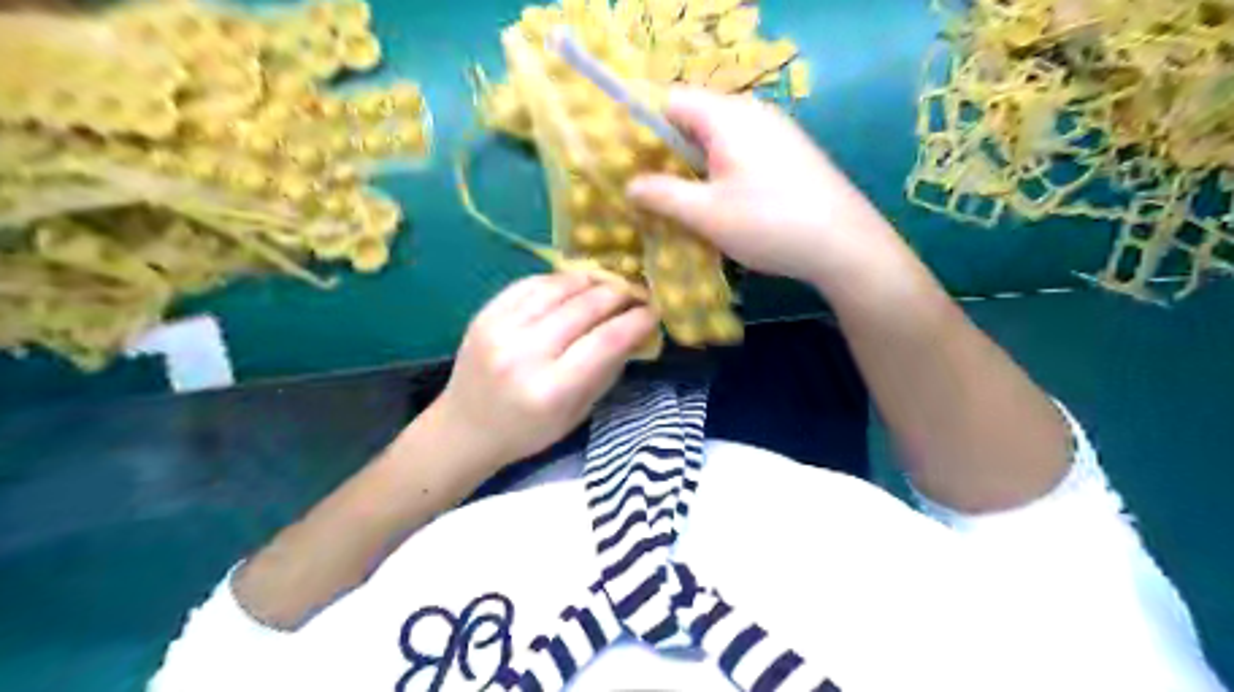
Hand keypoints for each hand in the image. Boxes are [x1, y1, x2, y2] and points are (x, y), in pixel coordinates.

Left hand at [431, 270, 654, 469]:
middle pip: (584, 308)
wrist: (465, 428)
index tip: (654, 311)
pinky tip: (574, 284)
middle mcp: (524, 355)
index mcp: (550, 390)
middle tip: (637, 292)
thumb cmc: (528, 431)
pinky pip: (530, 284)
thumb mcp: (577, 413)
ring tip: (610, 283)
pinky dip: (559, 280)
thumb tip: (636, 331)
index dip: (636, 321)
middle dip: (619, 294)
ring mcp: (499, 329)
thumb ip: (606, 371)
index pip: (605, 342)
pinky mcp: (484, 314)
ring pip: (558, 287)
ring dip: (591, 280)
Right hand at [631, 87, 920, 292]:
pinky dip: (720, 172)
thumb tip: (630, 185)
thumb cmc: (769, 224)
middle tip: (648, 189)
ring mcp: (775, 132)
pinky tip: (718, 205)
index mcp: (727, 116)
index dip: (642, 126)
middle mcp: (752, 113)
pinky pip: (741, 152)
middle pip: (694, 119)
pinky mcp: (789, 154)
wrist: (845, 244)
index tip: (626, 161)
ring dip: (693, 166)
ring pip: (718, 139)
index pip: (670, 100)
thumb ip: (663, 195)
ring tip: (678, 202)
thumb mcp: (706, 214)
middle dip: (666, 152)